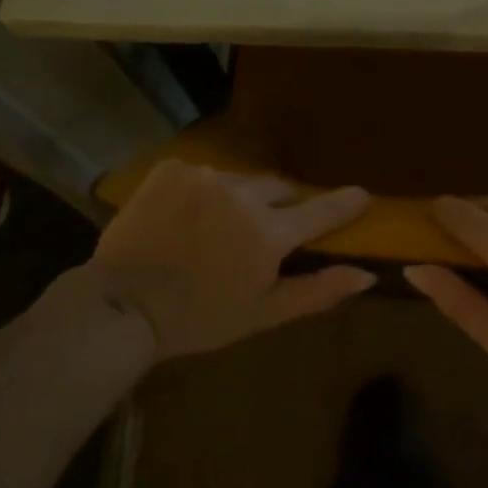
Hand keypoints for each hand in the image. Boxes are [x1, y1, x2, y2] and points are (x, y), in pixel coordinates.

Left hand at [89, 161, 375, 359]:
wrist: (120, 306)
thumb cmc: (197, 320)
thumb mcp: (261, 314)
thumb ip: (317, 291)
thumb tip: (366, 276)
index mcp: (267, 233)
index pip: (320, 210)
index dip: (344, 203)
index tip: (362, 194)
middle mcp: (242, 194)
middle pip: (279, 189)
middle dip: (281, 206)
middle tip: (266, 231)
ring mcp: (205, 176)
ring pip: (240, 181)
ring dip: (239, 200)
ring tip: (216, 229)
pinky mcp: (174, 168)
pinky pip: (205, 174)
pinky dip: (204, 192)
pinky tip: (186, 218)